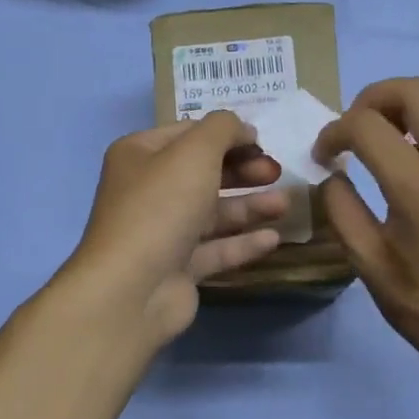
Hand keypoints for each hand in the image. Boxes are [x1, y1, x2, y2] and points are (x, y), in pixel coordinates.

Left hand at [66, 112, 288, 344]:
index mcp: (140, 155)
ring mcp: (162, 232)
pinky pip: (215, 249)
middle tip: (276, 172)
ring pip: (212, 213)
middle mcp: (147, 191)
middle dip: (243, 171)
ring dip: (249, 206)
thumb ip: (224, 129)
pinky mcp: (177, 268)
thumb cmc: (161, 206)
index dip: (228, 135)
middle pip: (203, 174)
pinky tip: (274, 238)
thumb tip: (243, 130)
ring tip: (286, 205)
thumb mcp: (195, 151)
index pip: (189, 134)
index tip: (264, 142)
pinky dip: (243, 243)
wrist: (132, 288)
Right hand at [314, 77, 418, 375]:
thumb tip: (334, 174)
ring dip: (409, 107)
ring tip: (386, 140)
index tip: (323, 155)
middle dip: (374, 98)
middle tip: (355, 128)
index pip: (366, 125)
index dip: (334, 132)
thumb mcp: (367, 261)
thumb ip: (341, 207)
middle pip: (417, 89)